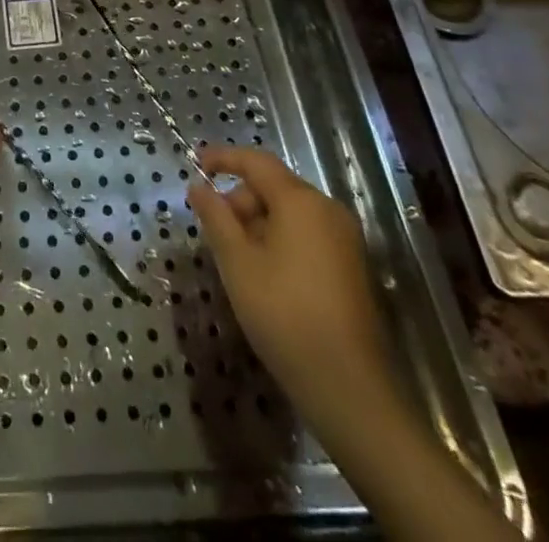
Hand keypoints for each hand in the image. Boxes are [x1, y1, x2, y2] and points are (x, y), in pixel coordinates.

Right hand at [187, 146, 393, 433]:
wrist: (351, 389)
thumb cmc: (285, 315)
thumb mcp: (237, 263)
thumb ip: (215, 217)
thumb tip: (198, 187)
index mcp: (301, 201)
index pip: (256, 162)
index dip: (223, 158)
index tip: (196, 162)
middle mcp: (328, 209)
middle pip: (274, 187)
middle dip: (240, 200)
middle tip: (214, 231)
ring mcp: (345, 239)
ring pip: (290, 213)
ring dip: (258, 224)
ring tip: (236, 258)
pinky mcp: (352, 267)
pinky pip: (307, 235)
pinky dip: (280, 240)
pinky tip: (264, 274)